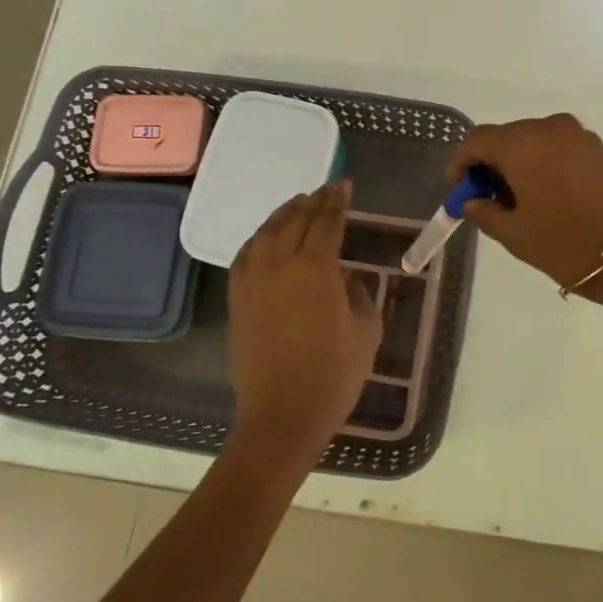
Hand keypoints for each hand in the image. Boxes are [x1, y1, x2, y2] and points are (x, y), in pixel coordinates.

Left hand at [227, 181, 381, 463]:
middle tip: (326, 190)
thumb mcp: (365, 329)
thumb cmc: (334, 374)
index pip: (327, 221)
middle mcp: (279, 264)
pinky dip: (259, 238)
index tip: (344, 185)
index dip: (337, 201)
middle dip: (313, 201)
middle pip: (295, 219)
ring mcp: (252, 280)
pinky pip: (246, 255)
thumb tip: (345, 278)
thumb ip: (358, 293)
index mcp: (315, 267)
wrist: (282, 416)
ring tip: (297, 204)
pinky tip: (267, 238)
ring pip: (266, 232)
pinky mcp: (237, 299)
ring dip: (284, 213)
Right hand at [448, 115, 602, 296]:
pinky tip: (542, 193)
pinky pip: (555, 146)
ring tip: (515, 200)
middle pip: (505, 136)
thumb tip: (472, 201)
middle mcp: (547, 127)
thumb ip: (485, 212)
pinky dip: (540, 162)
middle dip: (489, 163)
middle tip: (484, 198)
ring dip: (516, 162)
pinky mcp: (596, 147)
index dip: (461, 163)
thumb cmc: (566, 243)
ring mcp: (576, 134)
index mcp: (521, 143)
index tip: (458, 190)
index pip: (477, 140)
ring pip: (531, 140)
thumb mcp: (515, 234)